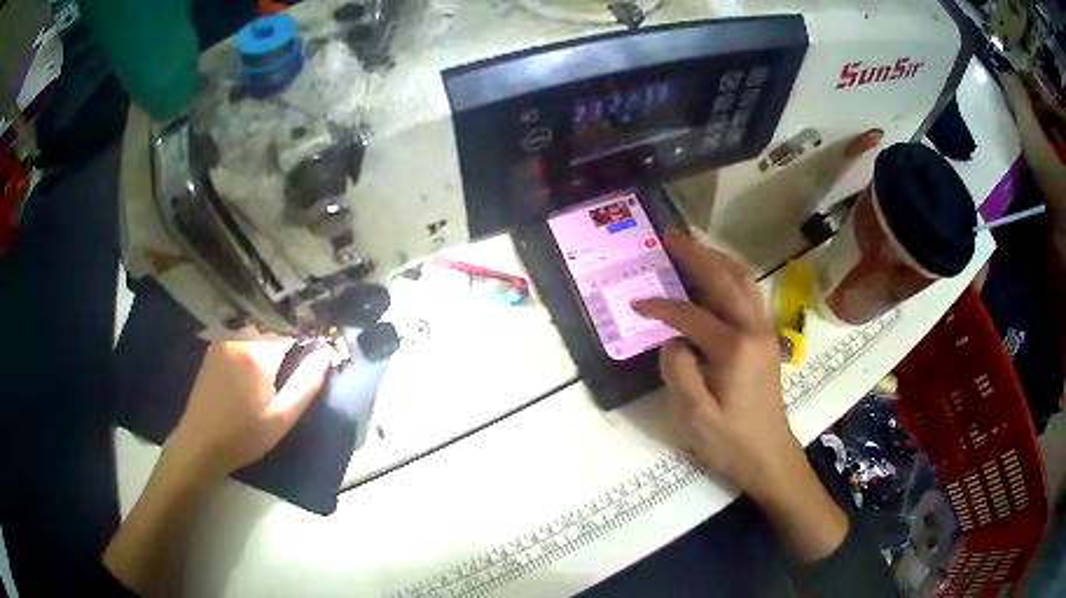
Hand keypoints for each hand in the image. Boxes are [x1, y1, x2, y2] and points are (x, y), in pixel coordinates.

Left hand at [166, 340, 332, 482]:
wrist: (201, 444)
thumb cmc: (244, 435)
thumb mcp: (282, 417)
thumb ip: (306, 384)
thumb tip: (326, 353)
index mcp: (257, 351)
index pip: (292, 332)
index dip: (306, 342)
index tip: (316, 354)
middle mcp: (239, 336)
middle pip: (273, 327)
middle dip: (287, 341)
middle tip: (296, 366)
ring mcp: (223, 340)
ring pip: (257, 330)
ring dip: (270, 343)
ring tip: (276, 368)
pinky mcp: (214, 348)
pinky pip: (242, 337)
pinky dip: (254, 345)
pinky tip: (254, 371)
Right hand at [632, 231, 802, 501]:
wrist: (769, 456)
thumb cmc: (730, 442)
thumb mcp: (695, 417)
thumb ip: (678, 373)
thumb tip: (672, 340)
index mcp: (734, 349)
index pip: (691, 315)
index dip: (661, 307)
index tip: (637, 305)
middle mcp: (753, 330)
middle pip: (726, 279)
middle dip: (696, 255)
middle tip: (671, 235)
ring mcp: (764, 332)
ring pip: (743, 281)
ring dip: (717, 259)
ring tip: (692, 247)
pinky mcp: (766, 339)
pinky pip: (749, 295)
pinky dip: (730, 276)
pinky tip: (715, 277)